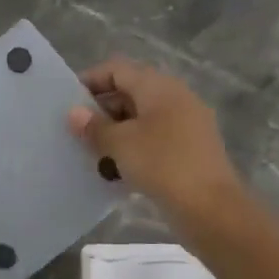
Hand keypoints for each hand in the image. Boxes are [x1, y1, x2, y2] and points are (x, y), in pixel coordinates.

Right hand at [69, 57, 243, 222]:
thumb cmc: (162, 164)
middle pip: (131, 92)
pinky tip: (117, 170)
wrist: (211, 208)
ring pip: (142, 118)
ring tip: (93, 153)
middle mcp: (176, 97)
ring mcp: (187, 124)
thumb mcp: (120, 144)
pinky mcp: (191, 149)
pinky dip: (134, 147)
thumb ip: (94, 126)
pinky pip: (155, 139)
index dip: (90, 80)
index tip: (67, 102)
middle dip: (102, 109)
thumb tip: (74, 113)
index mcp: (159, 86)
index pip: (118, 69)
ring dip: (117, 131)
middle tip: (77, 131)